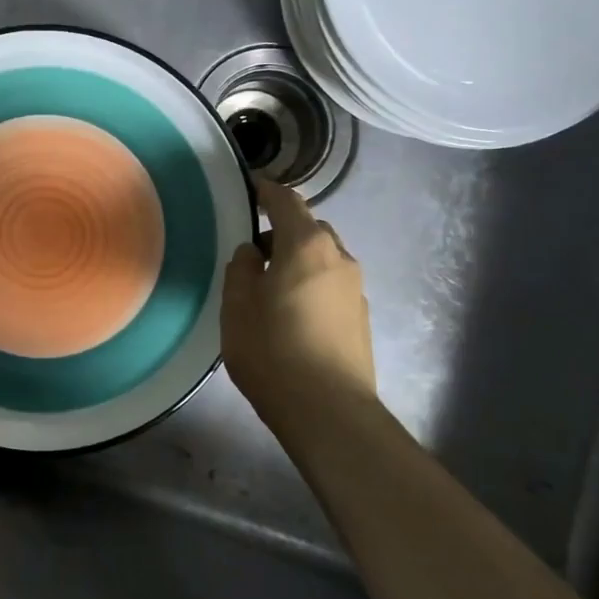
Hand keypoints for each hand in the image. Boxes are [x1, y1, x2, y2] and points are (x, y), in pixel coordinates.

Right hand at [222, 176, 376, 419]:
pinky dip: (311, 285)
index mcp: (306, 246)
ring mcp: (356, 289)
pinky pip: (331, 285)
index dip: (267, 190)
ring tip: (271, 288)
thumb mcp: (237, 307)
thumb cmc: (273, 352)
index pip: (287, 202)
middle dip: (282, 231)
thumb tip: (253, 252)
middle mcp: (339, 258)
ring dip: (298, 261)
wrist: (330, 412)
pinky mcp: (362, 318)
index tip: (251, 186)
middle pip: (309, 229)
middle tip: (253, 253)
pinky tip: (293, 315)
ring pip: (323, 258)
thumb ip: (241, 269)